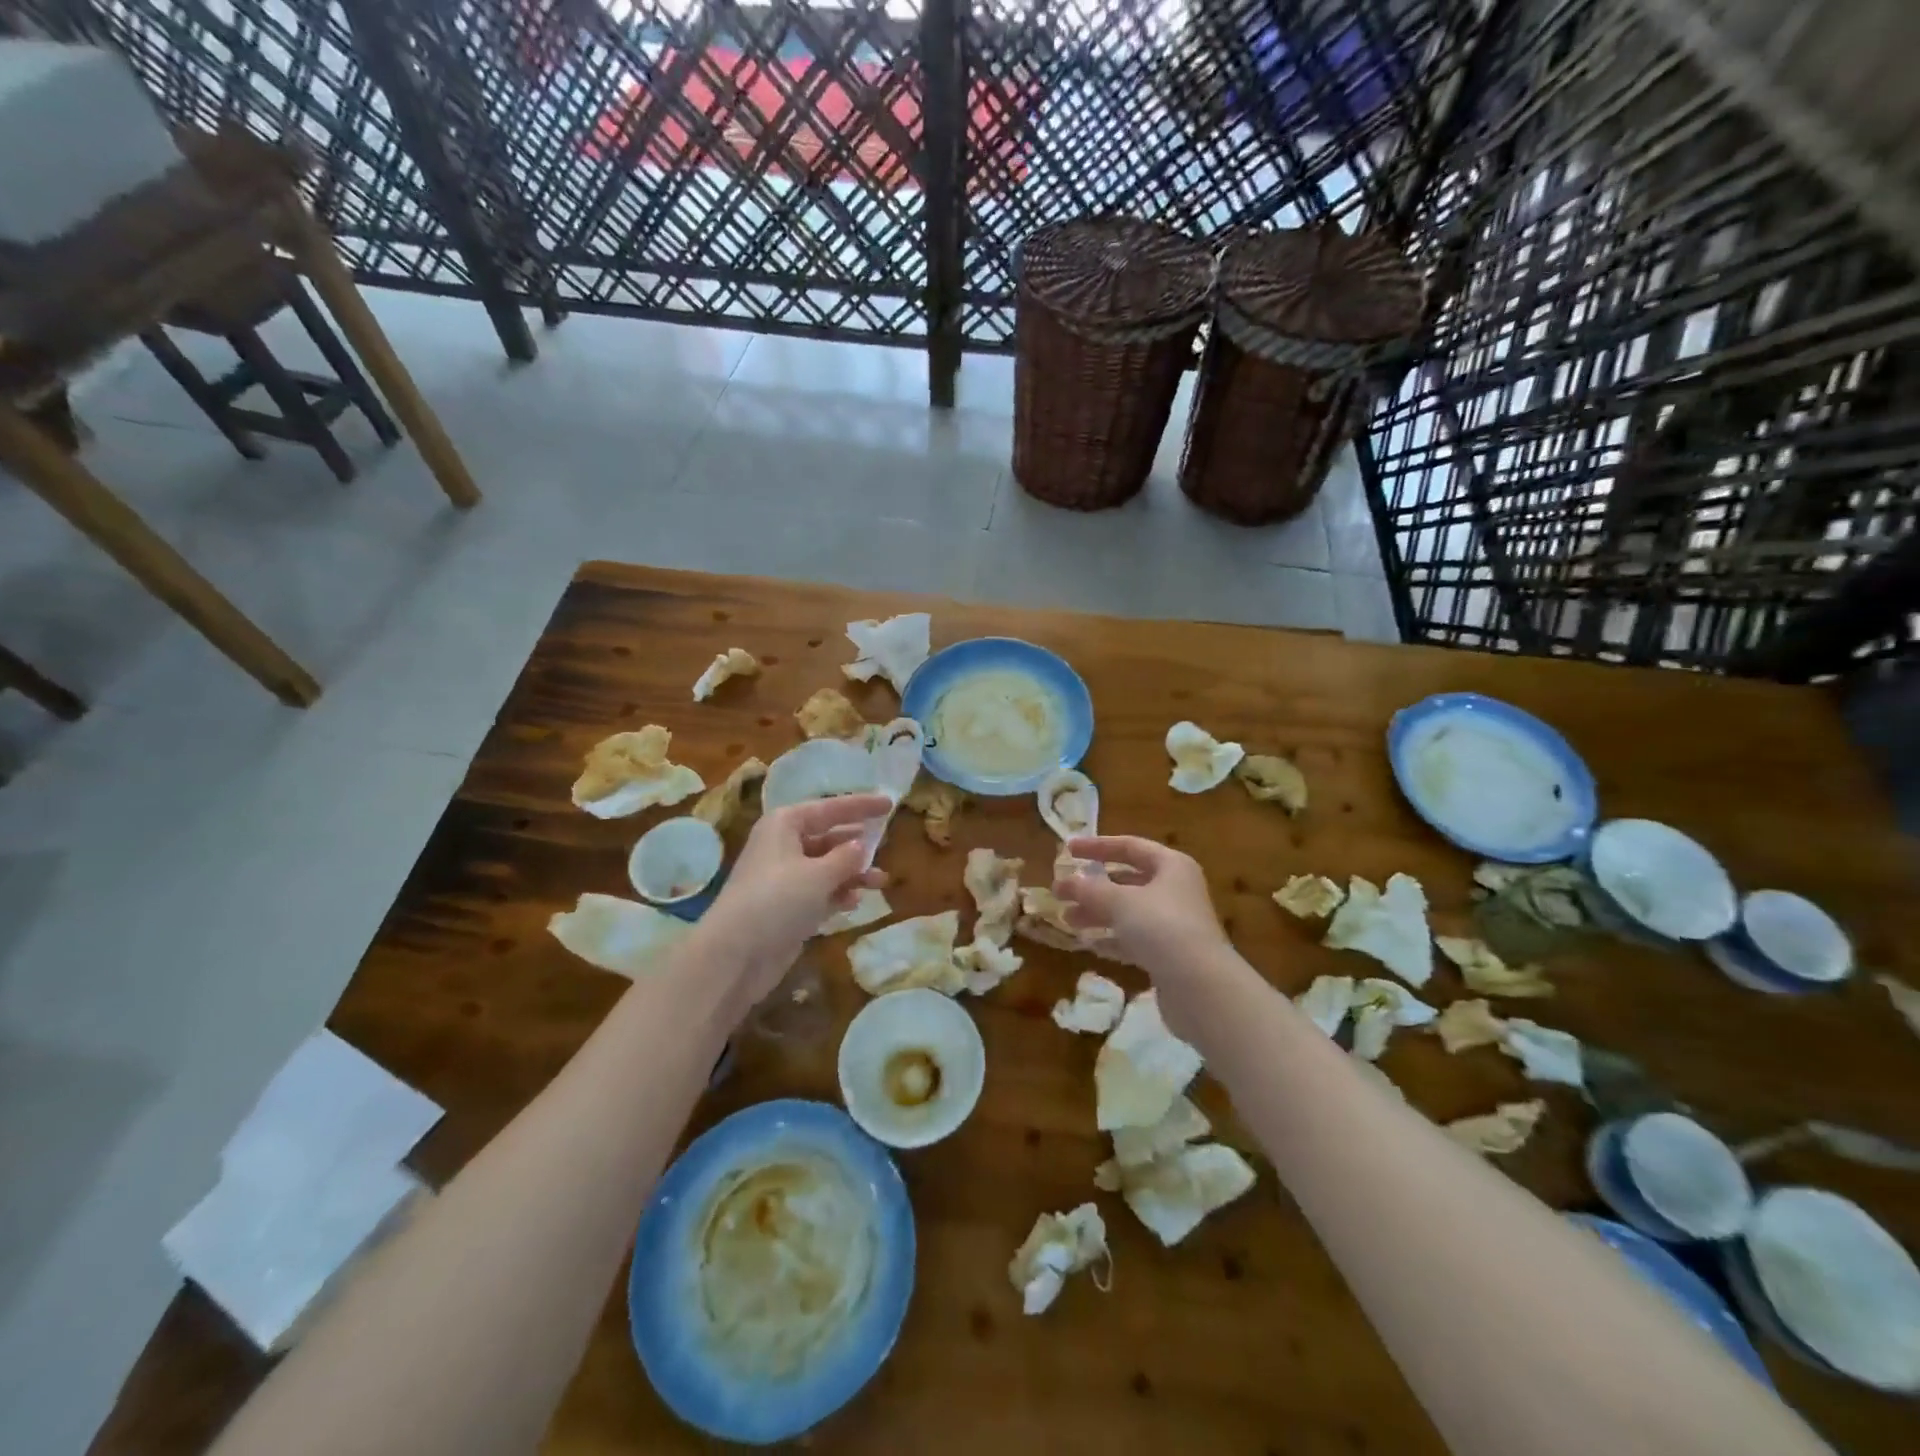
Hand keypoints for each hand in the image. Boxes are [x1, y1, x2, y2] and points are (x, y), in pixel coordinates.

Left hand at [702, 795, 888, 1012]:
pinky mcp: (785, 907)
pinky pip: (819, 892)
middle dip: (857, 844)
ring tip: (880, 882)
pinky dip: (838, 894)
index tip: (890, 804)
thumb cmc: (778, 900)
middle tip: (886, 846)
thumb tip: (861, 844)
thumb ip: (846, 857)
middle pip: (827, 837)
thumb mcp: (819, 875)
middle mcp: (782, 845)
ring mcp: (783, 878)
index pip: (830, 808)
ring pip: (826, 867)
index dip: (861, 805)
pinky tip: (855, 902)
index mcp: (785, 824)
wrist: (735, 954)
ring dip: (853, 873)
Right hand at [1054, 835, 1234, 1029]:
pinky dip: (1112, 939)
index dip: (1097, 846)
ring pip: (1129, 912)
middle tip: (1062, 893)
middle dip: (1094, 887)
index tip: (1068, 850)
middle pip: (1128, 881)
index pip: (1130, 846)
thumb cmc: (1161, 928)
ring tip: (1067, 920)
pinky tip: (1090, 945)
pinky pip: (1135, 939)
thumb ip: (1089, 890)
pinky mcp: (1170, 955)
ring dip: (1098, 914)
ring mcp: (1175, 924)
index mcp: (1171, 866)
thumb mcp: (1120, 902)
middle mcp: (1176, 890)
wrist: (1201, 986)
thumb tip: (1064, 882)